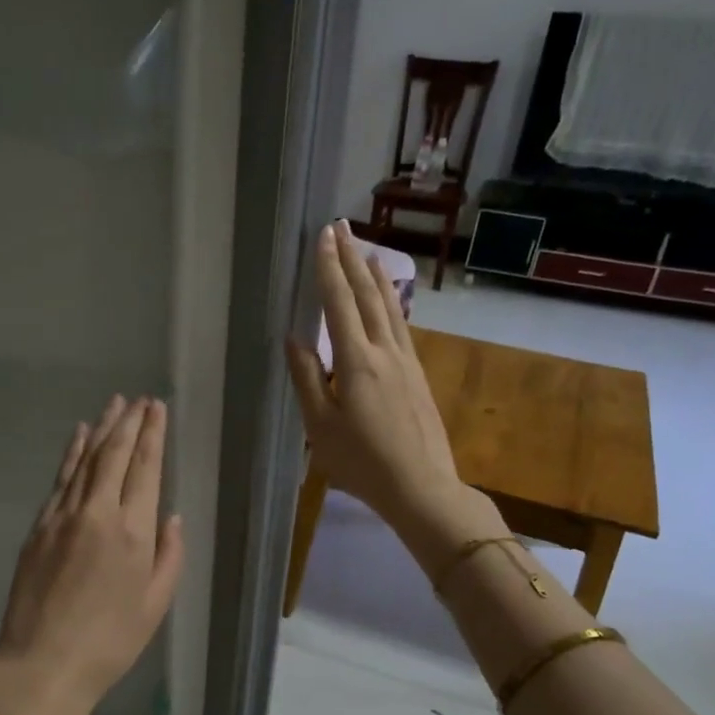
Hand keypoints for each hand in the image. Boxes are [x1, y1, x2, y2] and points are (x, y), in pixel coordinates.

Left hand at [0, 396, 184, 714]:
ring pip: (85, 459)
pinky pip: (60, 479)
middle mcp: (97, 512)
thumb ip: (169, 554)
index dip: (152, 434)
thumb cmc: (110, 642)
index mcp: (133, 531)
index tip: (156, 408)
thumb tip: (170, 516)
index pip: (145, 467)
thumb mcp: (156, 604)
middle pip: (114, 454)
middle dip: (129, 422)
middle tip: (139, 399)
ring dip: (101, 429)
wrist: (43, 665)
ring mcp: (62, 516)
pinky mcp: (38, 526)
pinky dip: (71, 453)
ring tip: (114, 405)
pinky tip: (78, 436)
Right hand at [285, 223, 486, 545]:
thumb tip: (294, 339)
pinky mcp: (418, 375)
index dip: (329, 269)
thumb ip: (307, 379)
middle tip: (343, 228)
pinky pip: (401, 326)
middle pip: (368, 296)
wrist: (421, 486)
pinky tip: (390, 301)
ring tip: (367, 251)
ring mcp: (407, 362)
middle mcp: (385, 351)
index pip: (340, 304)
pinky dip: (392, 303)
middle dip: (352, 260)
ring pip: (391, 308)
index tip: (323, 237)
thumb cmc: (362, 462)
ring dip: (376, 276)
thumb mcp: (320, 426)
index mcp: (356, 361)